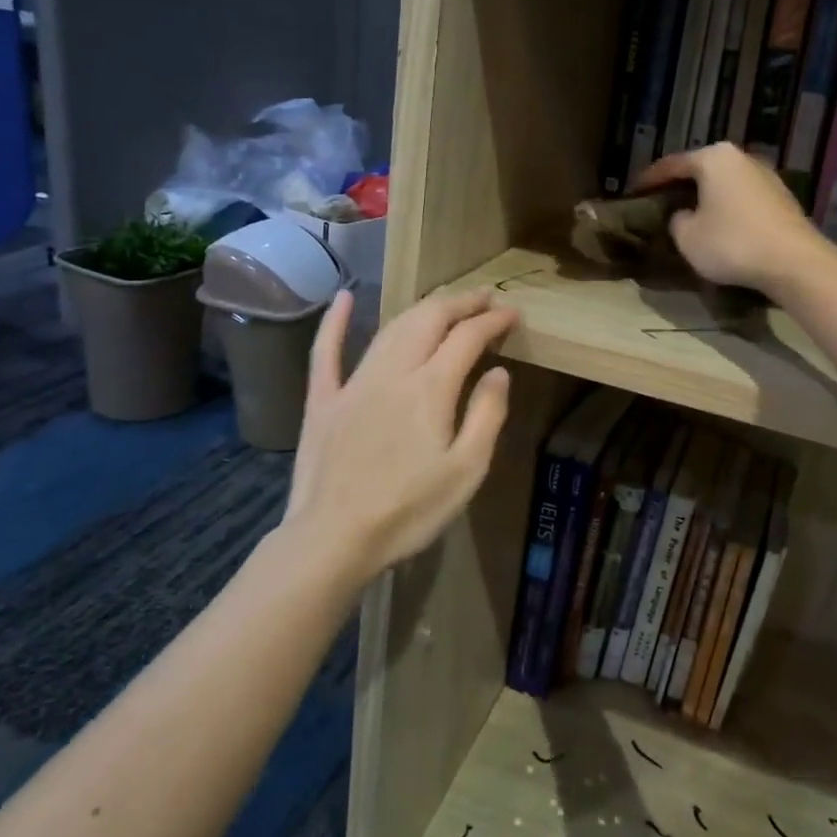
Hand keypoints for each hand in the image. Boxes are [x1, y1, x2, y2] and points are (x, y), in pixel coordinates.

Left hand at [282, 287, 517, 583]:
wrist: (334, 538)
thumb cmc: (409, 510)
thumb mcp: (467, 470)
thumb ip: (486, 415)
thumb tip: (499, 371)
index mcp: (431, 388)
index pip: (468, 338)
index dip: (493, 321)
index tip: (513, 313)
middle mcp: (393, 372)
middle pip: (429, 320)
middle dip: (460, 303)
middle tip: (483, 298)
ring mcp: (353, 383)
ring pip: (390, 328)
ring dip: (421, 309)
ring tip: (444, 303)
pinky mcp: (323, 400)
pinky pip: (326, 351)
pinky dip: (335, 321)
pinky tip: (343, 298)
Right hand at [635, 143, 828, 294]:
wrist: (793, 262)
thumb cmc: (732, 243)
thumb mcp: (687, 236)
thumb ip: (677, 220)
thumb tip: (684, 214)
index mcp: (714, 158)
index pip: (672, 164)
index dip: (649, 179)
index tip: (634, 191)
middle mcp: (741, 158)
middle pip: (702, 169)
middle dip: (681, 185)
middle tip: (661, 201)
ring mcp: (766, 176)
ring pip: (725, 183)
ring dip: (707, 197)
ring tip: (690, 214)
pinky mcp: (782, 198)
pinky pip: (743, 199)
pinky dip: (728, 208)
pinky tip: (721, 225)